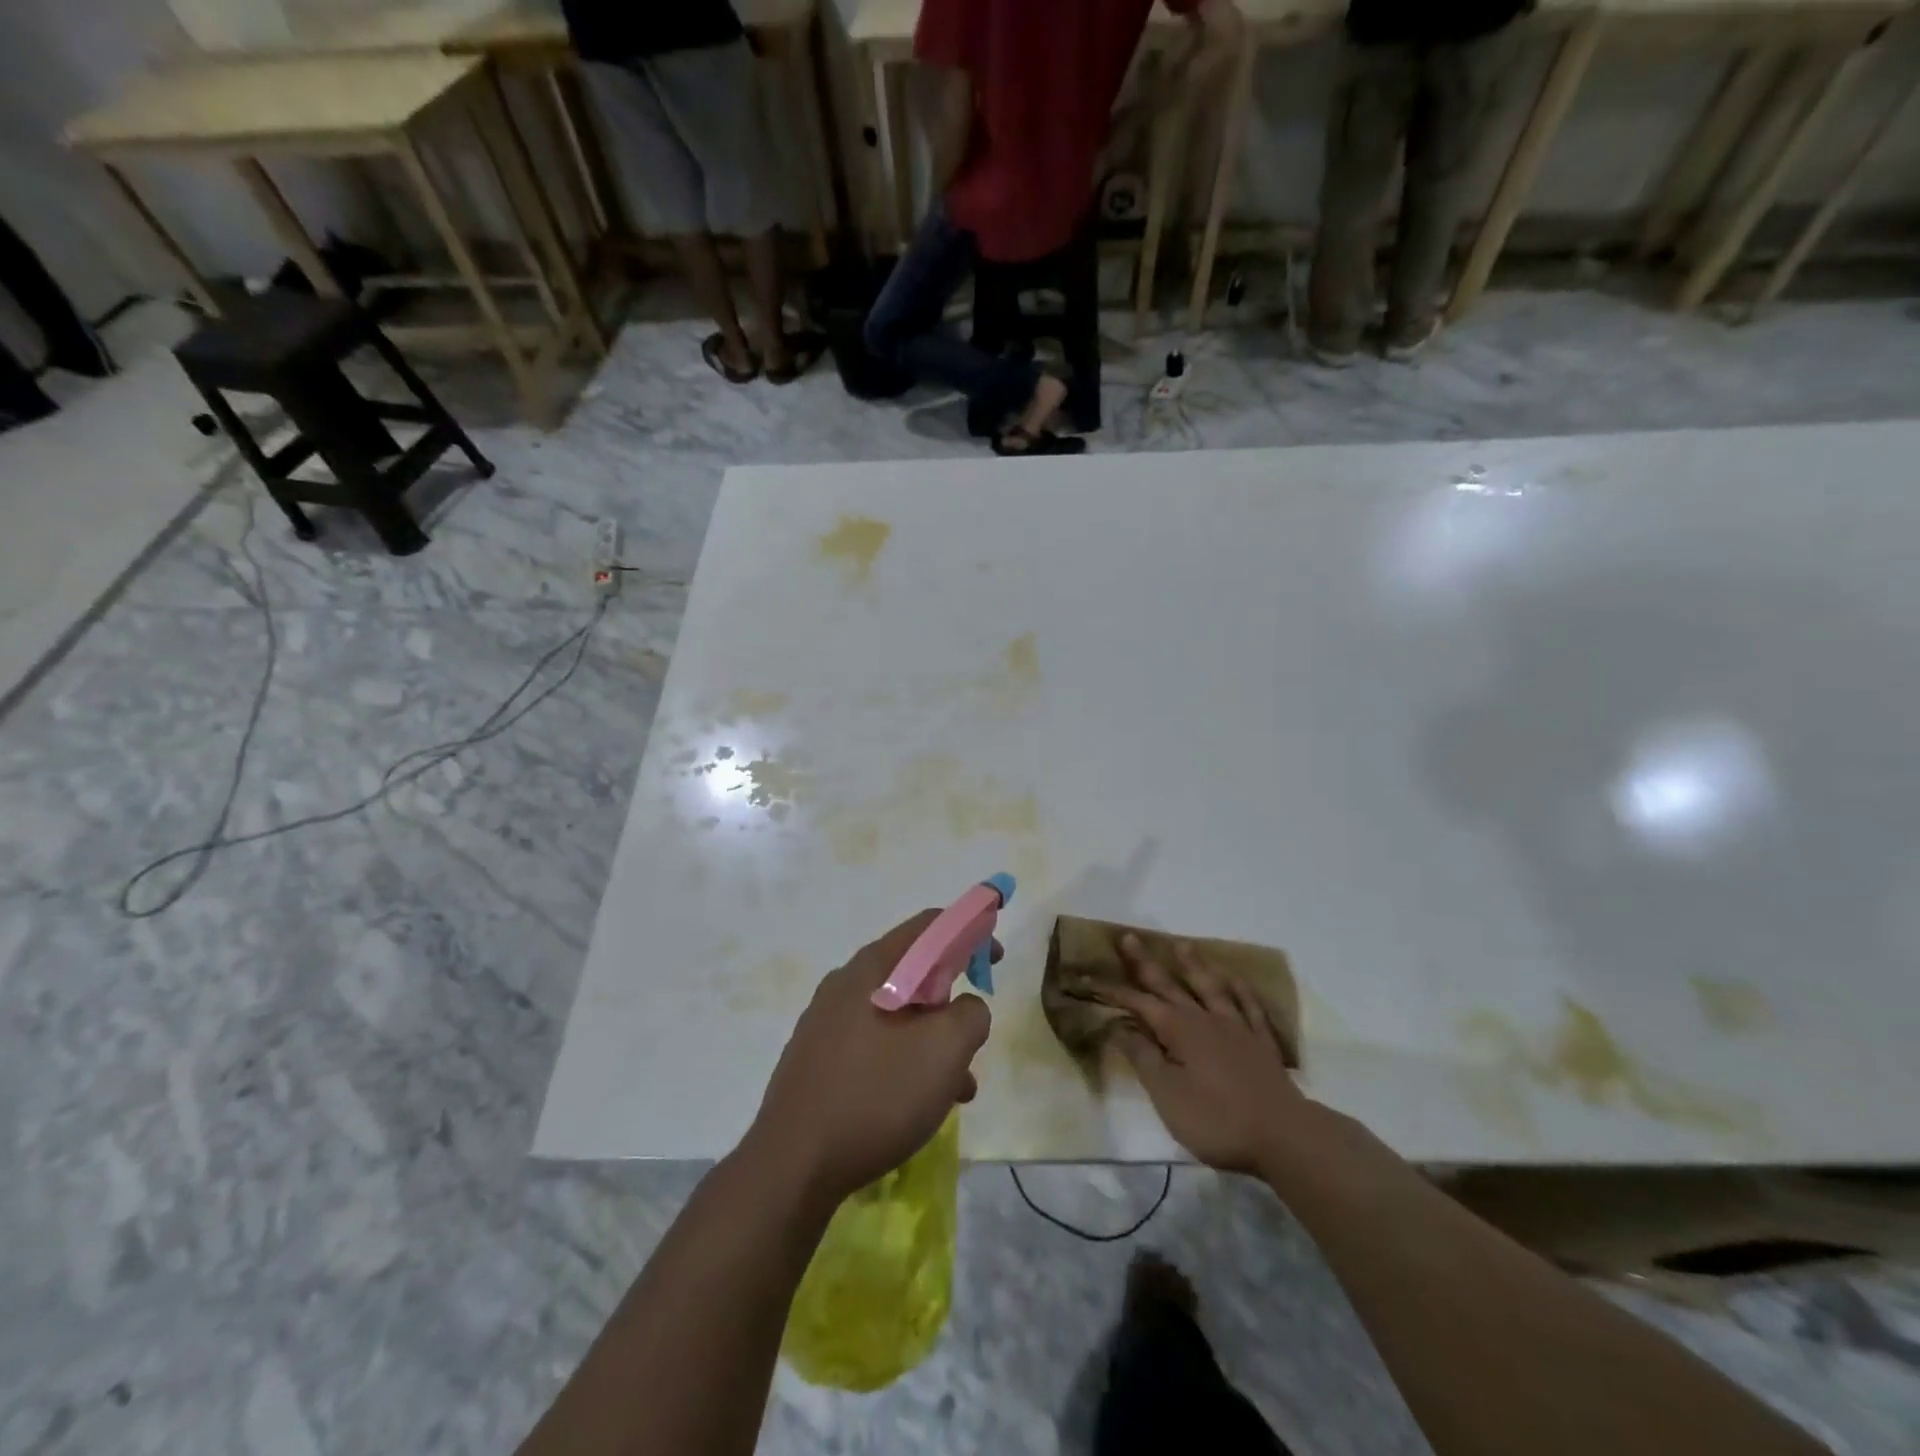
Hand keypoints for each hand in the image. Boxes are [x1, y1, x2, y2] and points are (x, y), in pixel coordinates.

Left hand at [744, 911, 994, 1205]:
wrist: (791, 1166)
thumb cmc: (876, 1095)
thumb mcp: (944, 1050)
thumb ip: (970, 1014)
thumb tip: (966, 1008)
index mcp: (873, 968)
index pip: (929, 926)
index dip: (970, 932)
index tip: (995, 959)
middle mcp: (845, 984)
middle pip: (913, 971)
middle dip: (952, 998)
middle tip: (974, 1032)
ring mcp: (826, 1022)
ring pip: (897, 1015)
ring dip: (933, 1039)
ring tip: (959, 1086)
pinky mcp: (818, 1059)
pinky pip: (875, 1044)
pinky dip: (906, 1060)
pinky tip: (921, 1105)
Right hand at [1097, 934, 1314, 1173]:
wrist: (1283, 1136)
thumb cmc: (1217, 1119)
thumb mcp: (1167, 1095)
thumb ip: (1143, 1058)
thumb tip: (1120, 1027)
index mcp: (1178, 1030)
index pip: (1138, 1004)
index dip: (1113, 991)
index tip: (1090, 977)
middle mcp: (1205, 1019)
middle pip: (1170, 985)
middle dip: (1146, 963)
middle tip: (1129, 937)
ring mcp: (1236, 1027)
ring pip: (1210, 987)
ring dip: (1193, 965)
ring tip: (1182, 945)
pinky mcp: (1261, 1042)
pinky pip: (1248, 1005)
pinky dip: (1239, 988)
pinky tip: (1234, 978)